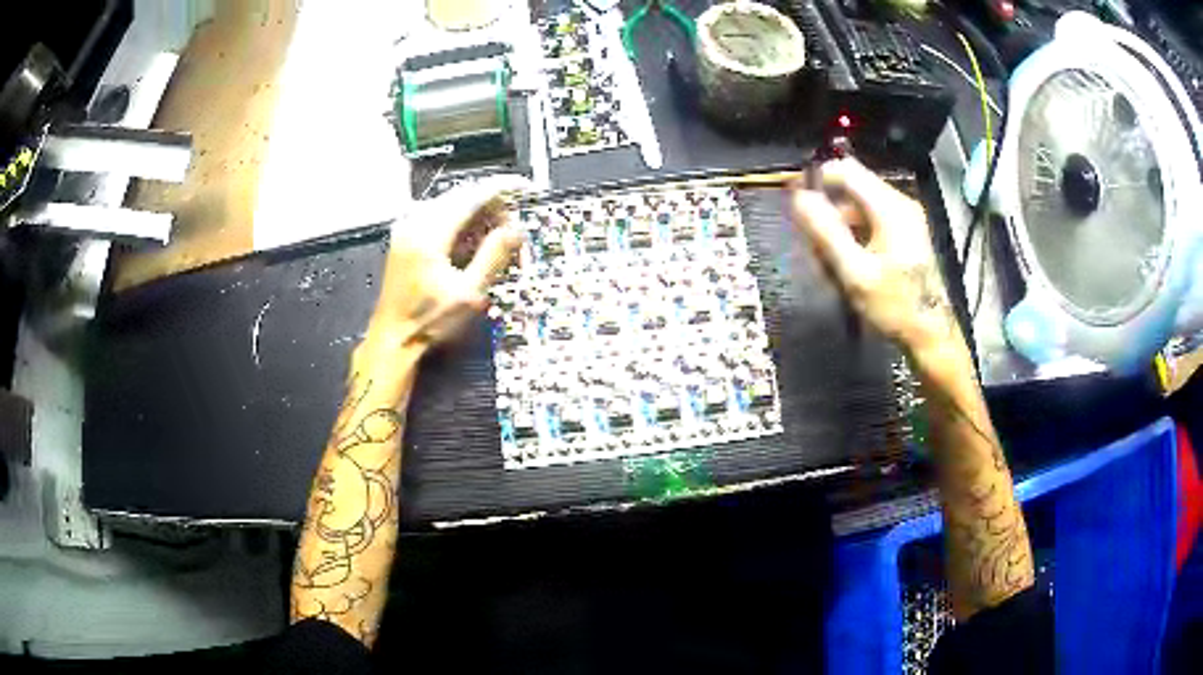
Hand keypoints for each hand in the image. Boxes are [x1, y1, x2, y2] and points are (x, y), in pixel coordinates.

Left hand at [370, 176, 529, 349]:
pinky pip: (437, 214)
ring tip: (496, 237)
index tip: (526, 188)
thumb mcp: (469, 294)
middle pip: (462, 194)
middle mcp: (415, 220)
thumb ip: (493, 256)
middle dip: (491, 204)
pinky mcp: (404, 235)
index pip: (473, 194)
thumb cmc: (430, 321)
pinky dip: (459, 221)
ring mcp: (406, 226)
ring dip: (476, 213)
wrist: (391, 338)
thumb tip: (516, 228)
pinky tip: (470, 242)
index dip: (503, 188)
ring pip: (450, 203)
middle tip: (513, 227)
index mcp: (430, 232)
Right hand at [789, 159, 960, 355]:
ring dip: (838, 227)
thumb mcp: (855, 272)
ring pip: (859, 207)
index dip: (816, 179)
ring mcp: (905, 218)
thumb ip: (826, 231)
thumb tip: (798, 197)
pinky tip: (847, 265)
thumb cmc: (894, 306)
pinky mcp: (906, 234)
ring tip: (827, 263)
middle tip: (812, 247)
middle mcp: (899, 204)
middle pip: (851, 189)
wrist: (931, 336)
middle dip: (827, 212)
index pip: (845, 170)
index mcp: (889, 207)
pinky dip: (854, 236)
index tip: (797, 206)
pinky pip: (871, 221)